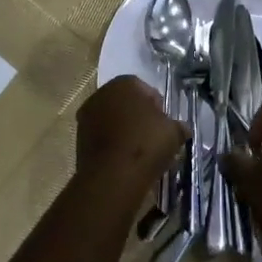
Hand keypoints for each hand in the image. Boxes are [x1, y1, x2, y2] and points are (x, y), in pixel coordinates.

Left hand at [75, 76, 183, 206]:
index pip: (145, 89)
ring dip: (124, 131)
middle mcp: (101, 94)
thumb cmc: (146, 144)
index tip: (165, 123)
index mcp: (124, 83)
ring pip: (112, 120)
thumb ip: (179, 126)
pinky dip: (113, 145)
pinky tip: (125, 160)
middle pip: (126, 103)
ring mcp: (86, 117)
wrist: (112, 177)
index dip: (158, 106)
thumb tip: (182, 128)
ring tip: (140, 152)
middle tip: (154, 136)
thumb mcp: (174, 132)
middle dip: (139, 117)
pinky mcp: (79, 139)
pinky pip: (102, 138)